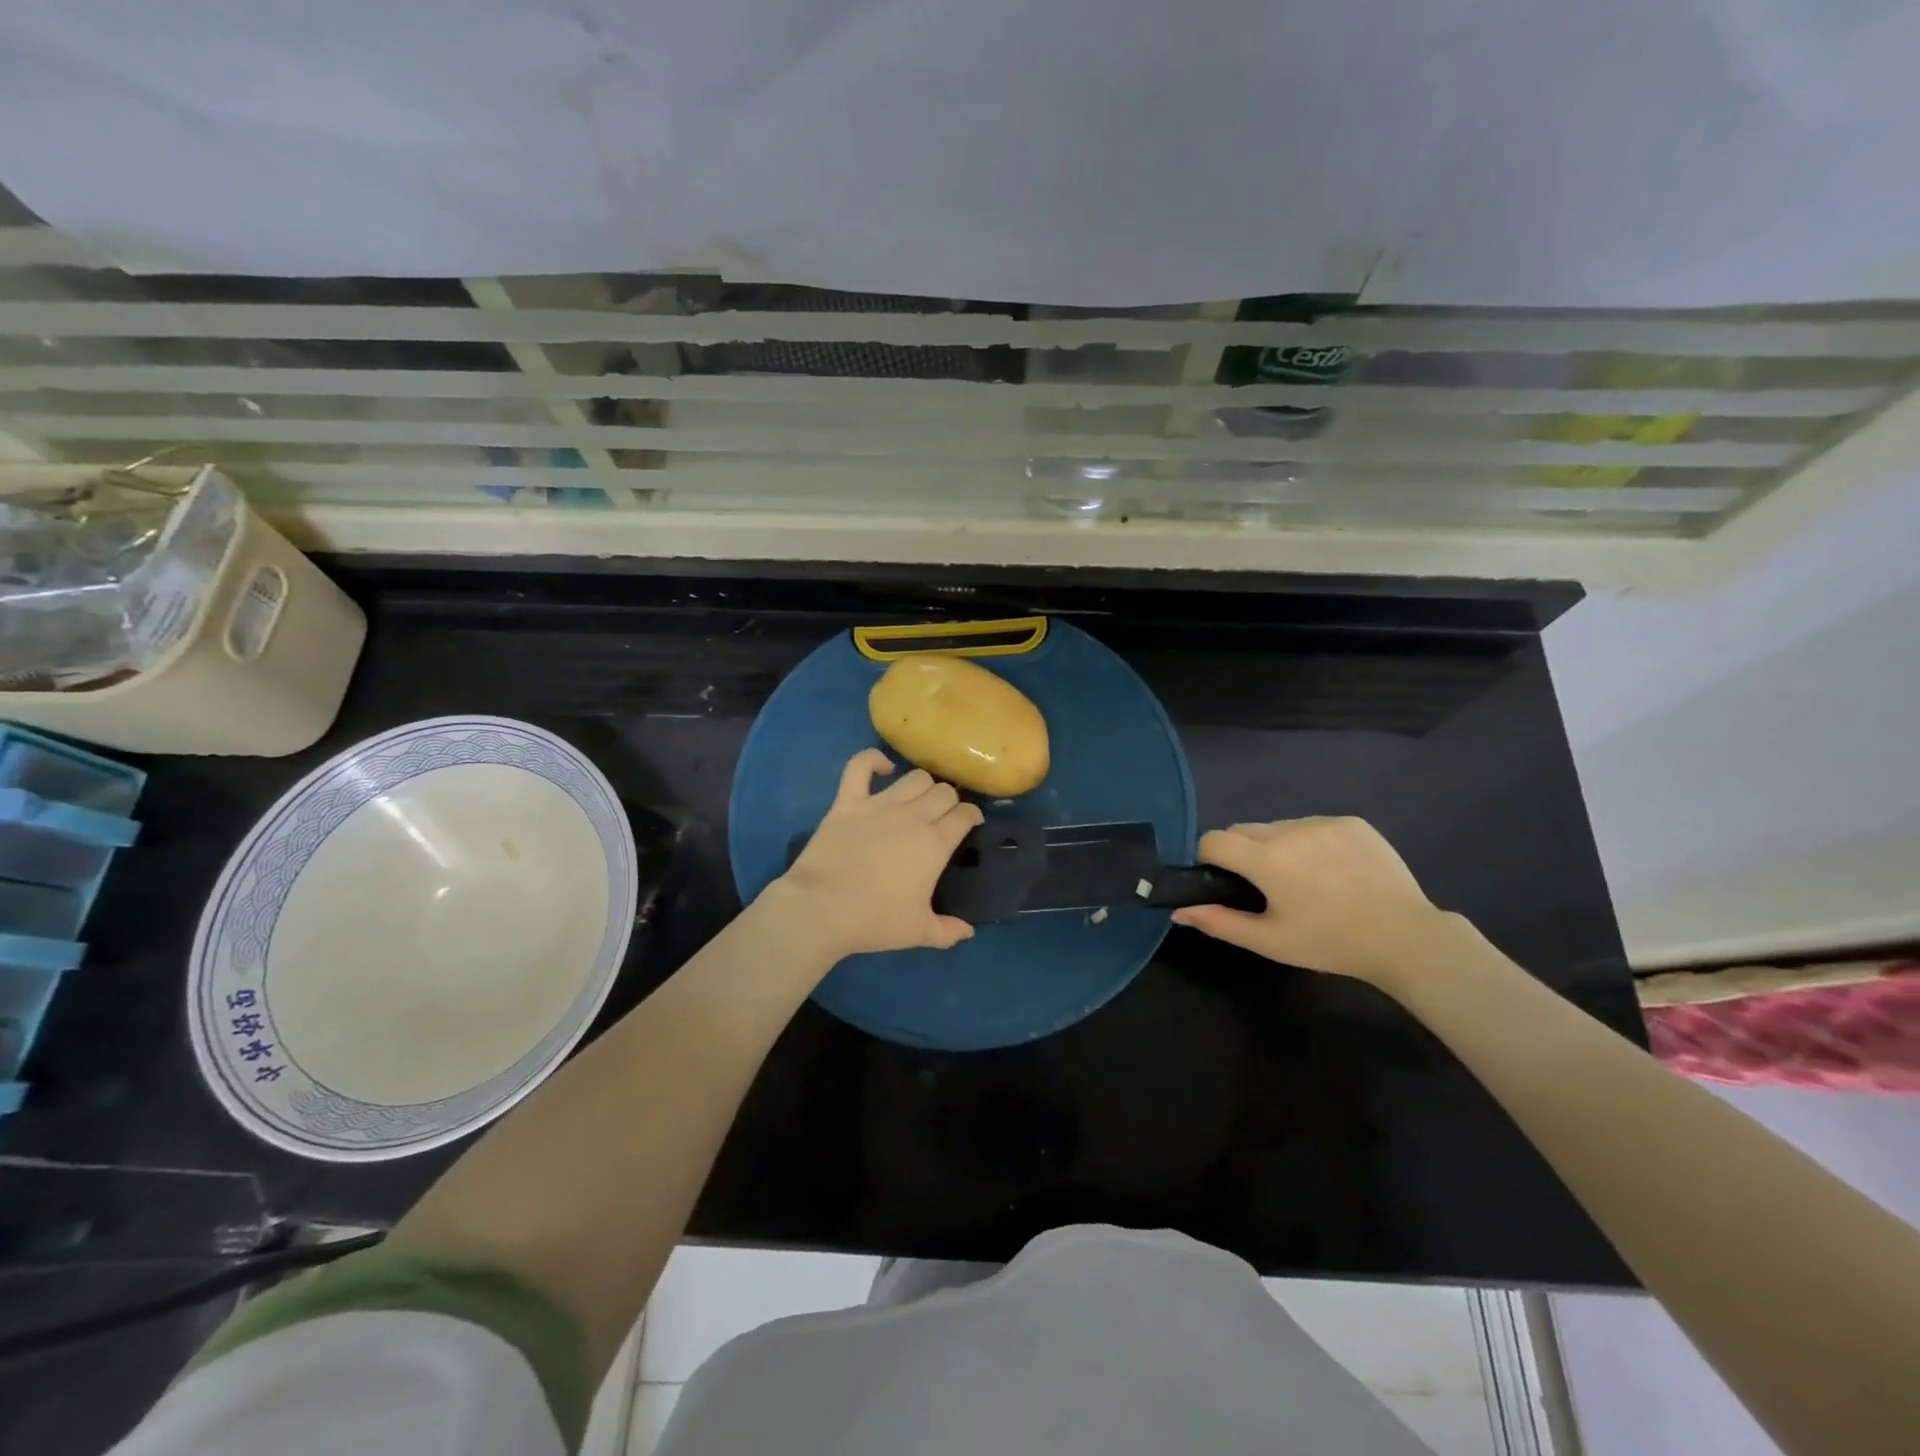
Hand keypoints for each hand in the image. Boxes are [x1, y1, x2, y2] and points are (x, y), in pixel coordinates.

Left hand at [769, 749, 984, 962]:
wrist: (821, 908)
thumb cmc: (875, 920)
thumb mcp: (918, 932)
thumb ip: (948, 931)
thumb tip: (969, 933)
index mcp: (935, 842)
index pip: (965, 814)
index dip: (971, 816)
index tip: (970, 824)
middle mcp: (913, 815)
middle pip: (943, 791)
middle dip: (950, 800)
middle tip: (943, 816)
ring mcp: (879, 804)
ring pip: (914, 777)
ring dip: (923, 785)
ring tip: (919, 798)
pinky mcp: (848, 801)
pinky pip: (860, 766)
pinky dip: (873, 760)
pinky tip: (883, 768)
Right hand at [1170, 817, 1447, 986]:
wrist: (1406, 938)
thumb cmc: (1330, 943)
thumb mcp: (1270, 941)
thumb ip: (1219, 922)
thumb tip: (1178, 911)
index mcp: (1266, 859)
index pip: (1214, 840)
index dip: (1209, 859)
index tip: (1224, 882)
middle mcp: (1290, 830)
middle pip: (1244, 830)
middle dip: (1243, 853)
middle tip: (1266, 887)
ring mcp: (1323, 822)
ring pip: (1278, 826)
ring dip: (1277, 846)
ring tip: (1305, 880)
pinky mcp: (1352, 822)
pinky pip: (1313, 825)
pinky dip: (1311, 843)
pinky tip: (1334, 871)